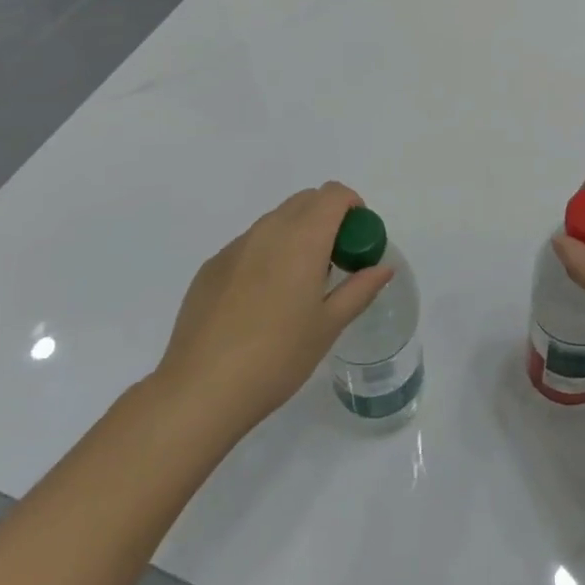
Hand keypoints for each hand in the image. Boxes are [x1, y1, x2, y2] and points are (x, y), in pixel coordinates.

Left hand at [152, 182, 392, 429]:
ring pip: (275, 221)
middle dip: (326, 218)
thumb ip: (360, 289)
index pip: (333, 194)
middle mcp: (268, 230)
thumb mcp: (328, 326)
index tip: (357, 238)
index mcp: (303, 238)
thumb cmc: (277, 357)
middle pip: (305, 200)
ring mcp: (235, 247)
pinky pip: (248, 245)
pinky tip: (259, 302)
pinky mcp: (211, 267)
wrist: (201, 390)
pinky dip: (266, 254)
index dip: (352, 206)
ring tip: (296, 284)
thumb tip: (383, 268)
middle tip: (333, 261)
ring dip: (295, 234)